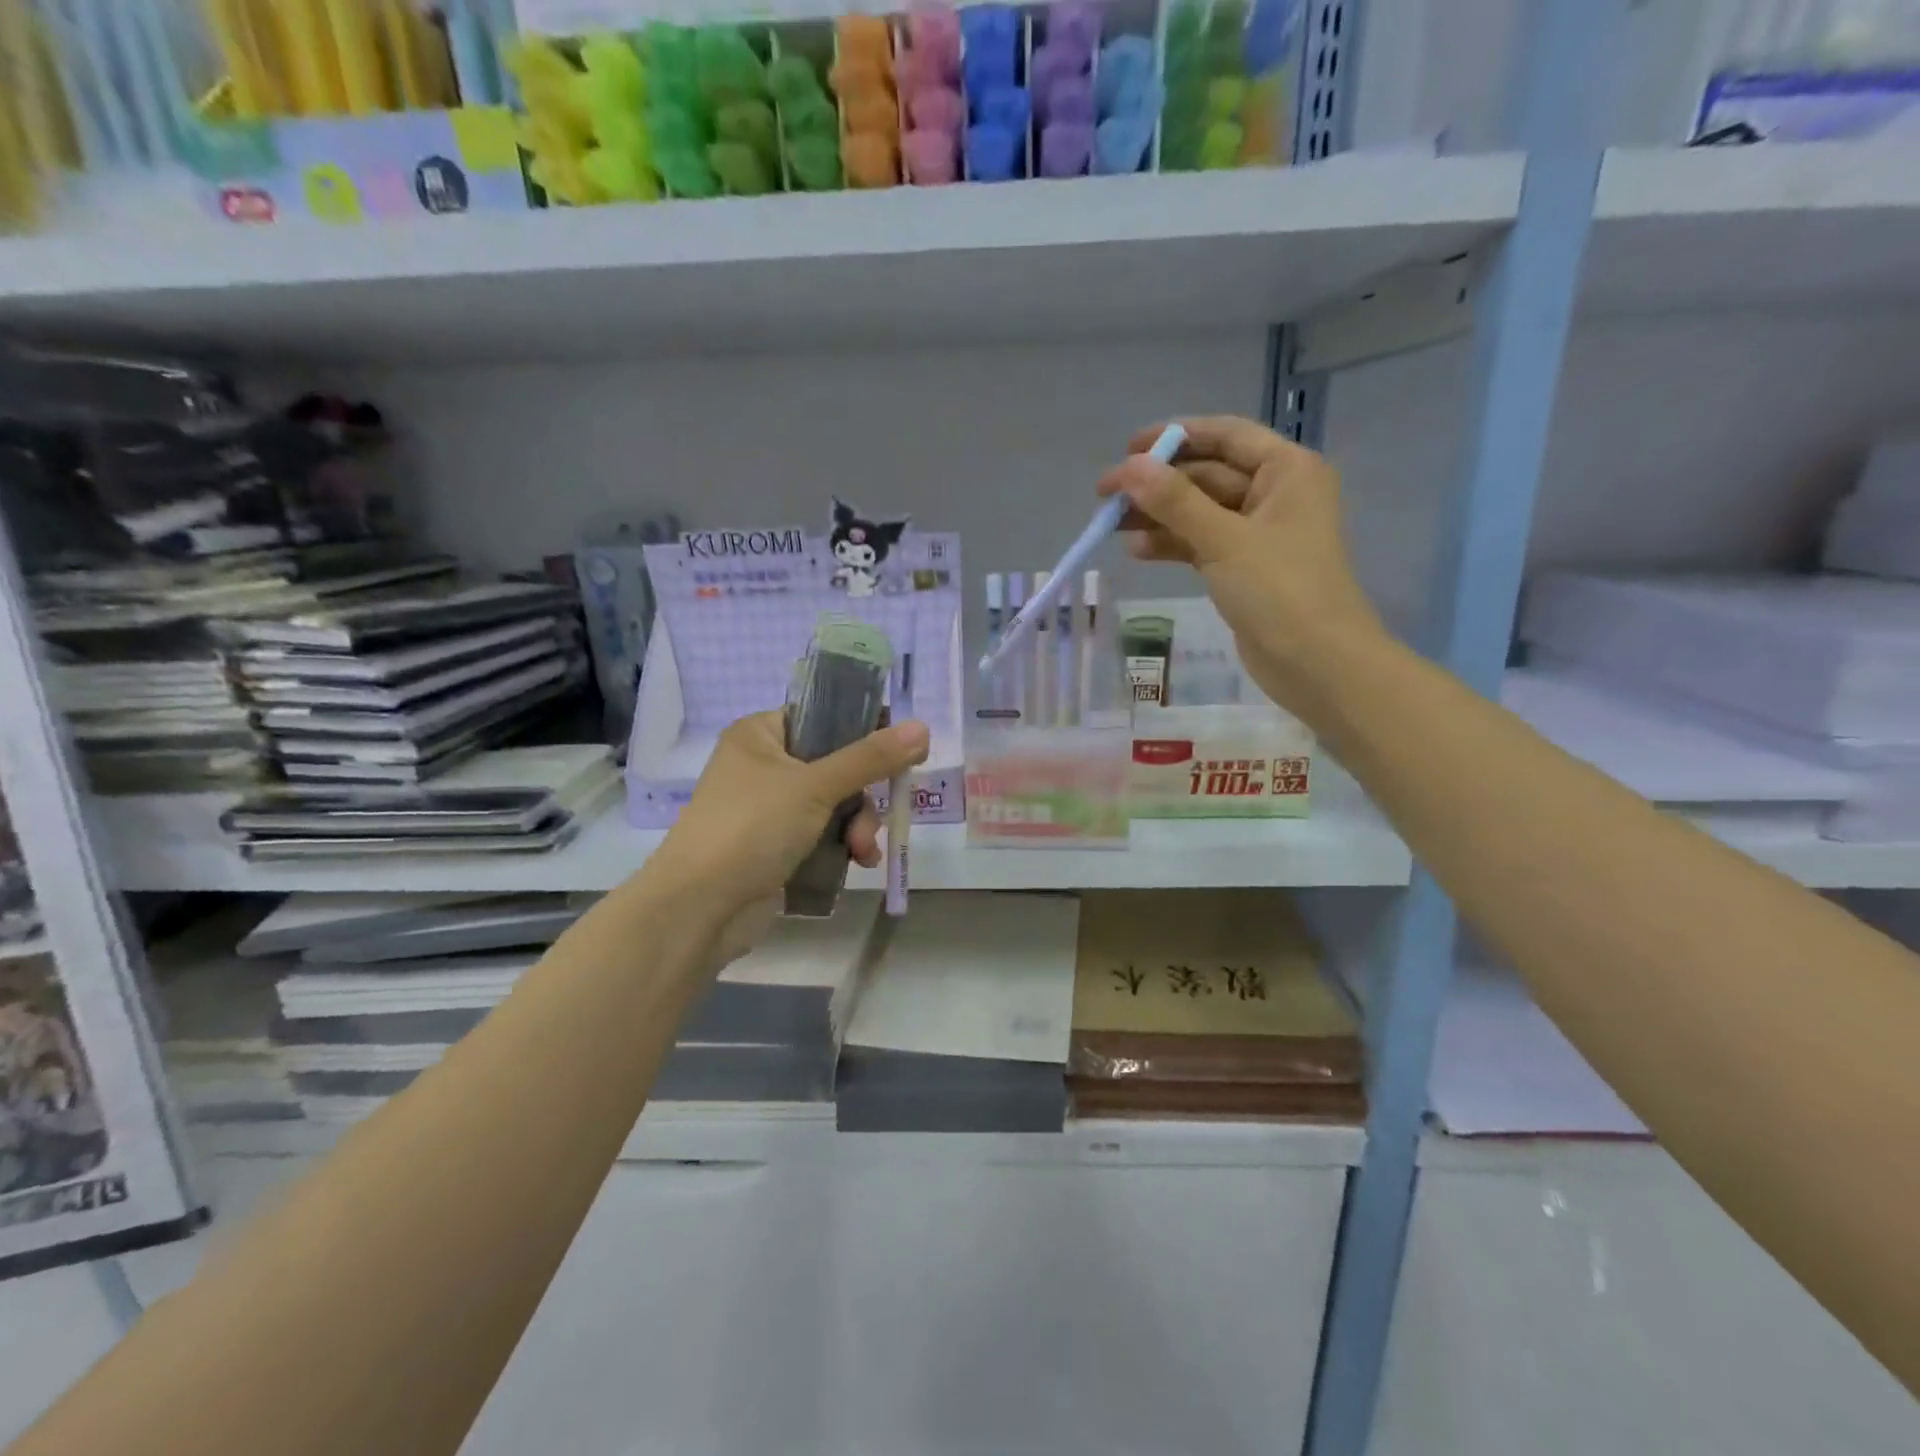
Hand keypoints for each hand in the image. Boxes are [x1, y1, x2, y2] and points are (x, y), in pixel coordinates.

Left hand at [647, 710, 929, 957]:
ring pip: (836, 803)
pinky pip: (824, 834)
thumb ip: (871, 758)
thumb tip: (924, 728)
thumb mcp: (816, 786)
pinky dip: (843, 845)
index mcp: (761, 735)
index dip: (864, 729)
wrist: (700, 908)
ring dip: (858, 825)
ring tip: (862, 850)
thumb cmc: (752, 828)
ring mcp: (770, 808)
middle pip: (836, 764)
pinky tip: (859, 862)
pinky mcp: (777, 846)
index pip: (823, 716)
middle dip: (863, 795)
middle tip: (878, 812)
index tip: (899, 749)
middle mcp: (764, 765)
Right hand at [1097, 415, 1385, 709]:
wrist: (1316, 662)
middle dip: (1158, 484)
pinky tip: (1137, 551)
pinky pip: (1201, 543)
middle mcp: (1275, 494)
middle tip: (1106, 497)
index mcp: (1287, 470)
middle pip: (1207, 475)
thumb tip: (1129, 467)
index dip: (1176, 436)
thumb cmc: (1280, 590)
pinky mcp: (1243, 567)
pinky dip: (1172, 545)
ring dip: (1159, 516)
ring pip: (1199, 512)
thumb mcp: (1224, 539)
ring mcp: (1259, 534)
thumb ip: (1175, 501)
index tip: (1128, 448)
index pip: (1226, 436)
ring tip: (1112, 525)